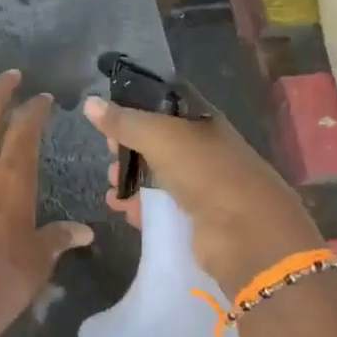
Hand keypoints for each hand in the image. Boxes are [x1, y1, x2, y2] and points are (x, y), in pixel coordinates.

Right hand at [82, 89, 323, 292]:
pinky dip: (138, 205)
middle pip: (158, 140)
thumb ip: (124, 122)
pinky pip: (160, 206)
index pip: (166, 102)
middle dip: (128, 144)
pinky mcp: (195, 218)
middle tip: (107, 151)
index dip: (137, 103)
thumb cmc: (207, 172)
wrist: (247, 235)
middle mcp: (204, 149)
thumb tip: (89, 103)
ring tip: (109, 184)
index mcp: (203, 121)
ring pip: (157, 174)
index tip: (108, 111)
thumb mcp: (160, 137)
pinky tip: (119, 207)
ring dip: (130, 177)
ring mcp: (201, 185)